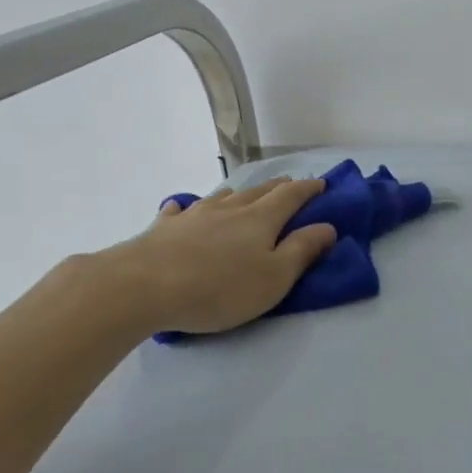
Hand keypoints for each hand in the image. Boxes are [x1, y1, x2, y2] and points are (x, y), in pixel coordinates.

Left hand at [110, 177, 337, 334]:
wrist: (143, 286)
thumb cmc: (219, 288)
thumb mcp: (274, 278)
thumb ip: (302, 251)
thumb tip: (328, 226)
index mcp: (261, 219)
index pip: (291, 196)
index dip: (309, 189)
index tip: (322, 184)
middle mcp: (230, 208)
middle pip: (259, 191)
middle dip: (278, 187)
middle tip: (290, 185)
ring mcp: (194, 214)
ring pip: (222, 197)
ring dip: (239, 194)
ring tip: (244, 196)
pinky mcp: (164, 227)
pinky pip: (180, 210)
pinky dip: (188, 208)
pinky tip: (182, 209)